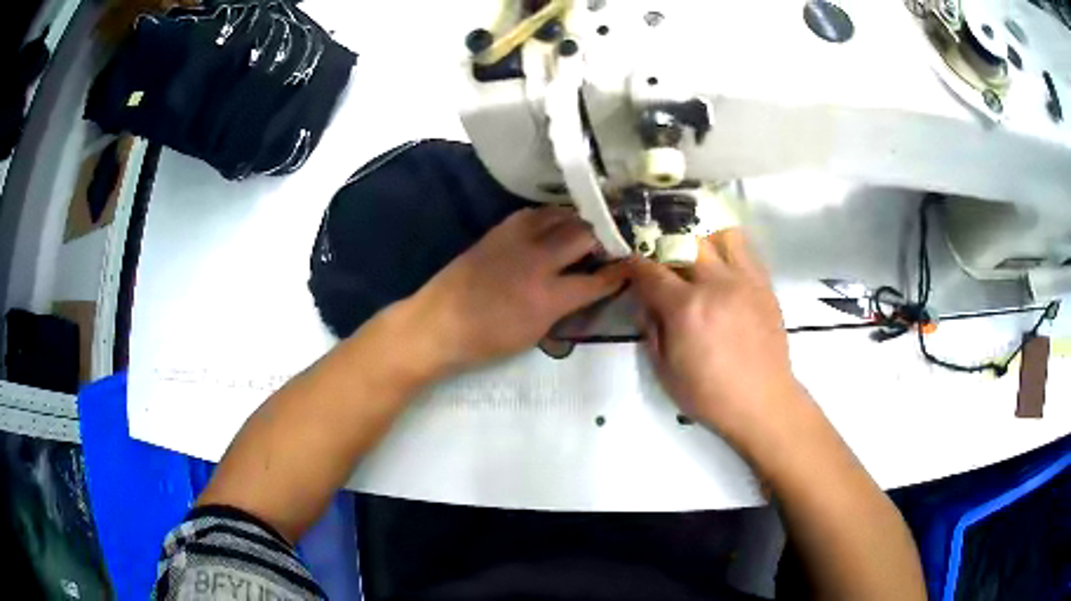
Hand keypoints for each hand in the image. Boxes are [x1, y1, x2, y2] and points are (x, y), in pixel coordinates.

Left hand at [403, 207, 627, 375]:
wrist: (439, 322)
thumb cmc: (486, 339)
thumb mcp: (534, 333)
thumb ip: (563, 307)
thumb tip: (583, 288)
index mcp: (548, 297)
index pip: (596, 280)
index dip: (617, 274)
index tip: (629, 268)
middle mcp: (537, 262)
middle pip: (584, 236)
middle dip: (604, 238)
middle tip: (611, 243)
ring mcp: (516, 240)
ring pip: (561, 216)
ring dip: (580, 221)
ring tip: (588, 228)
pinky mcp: (499, 231)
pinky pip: (534, 213)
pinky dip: (552, 216)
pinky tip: (555, 223)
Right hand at [627, 229, 807, 447]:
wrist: (762, 402)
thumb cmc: (709, 395)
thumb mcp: (664, 371)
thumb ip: (651, 329)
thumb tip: (647, 303)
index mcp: (685, 308)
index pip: (650, 270)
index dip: (634, 264)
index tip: (630, 266)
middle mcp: (715, 284)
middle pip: (684, 242)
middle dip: (667, 248)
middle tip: (664, 263)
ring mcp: (744, 280)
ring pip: (721, 236)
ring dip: (704, 242)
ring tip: (699, 260)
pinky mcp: (764, 285)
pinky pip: (746, 251)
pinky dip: (729, 252)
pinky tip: (724, 271)